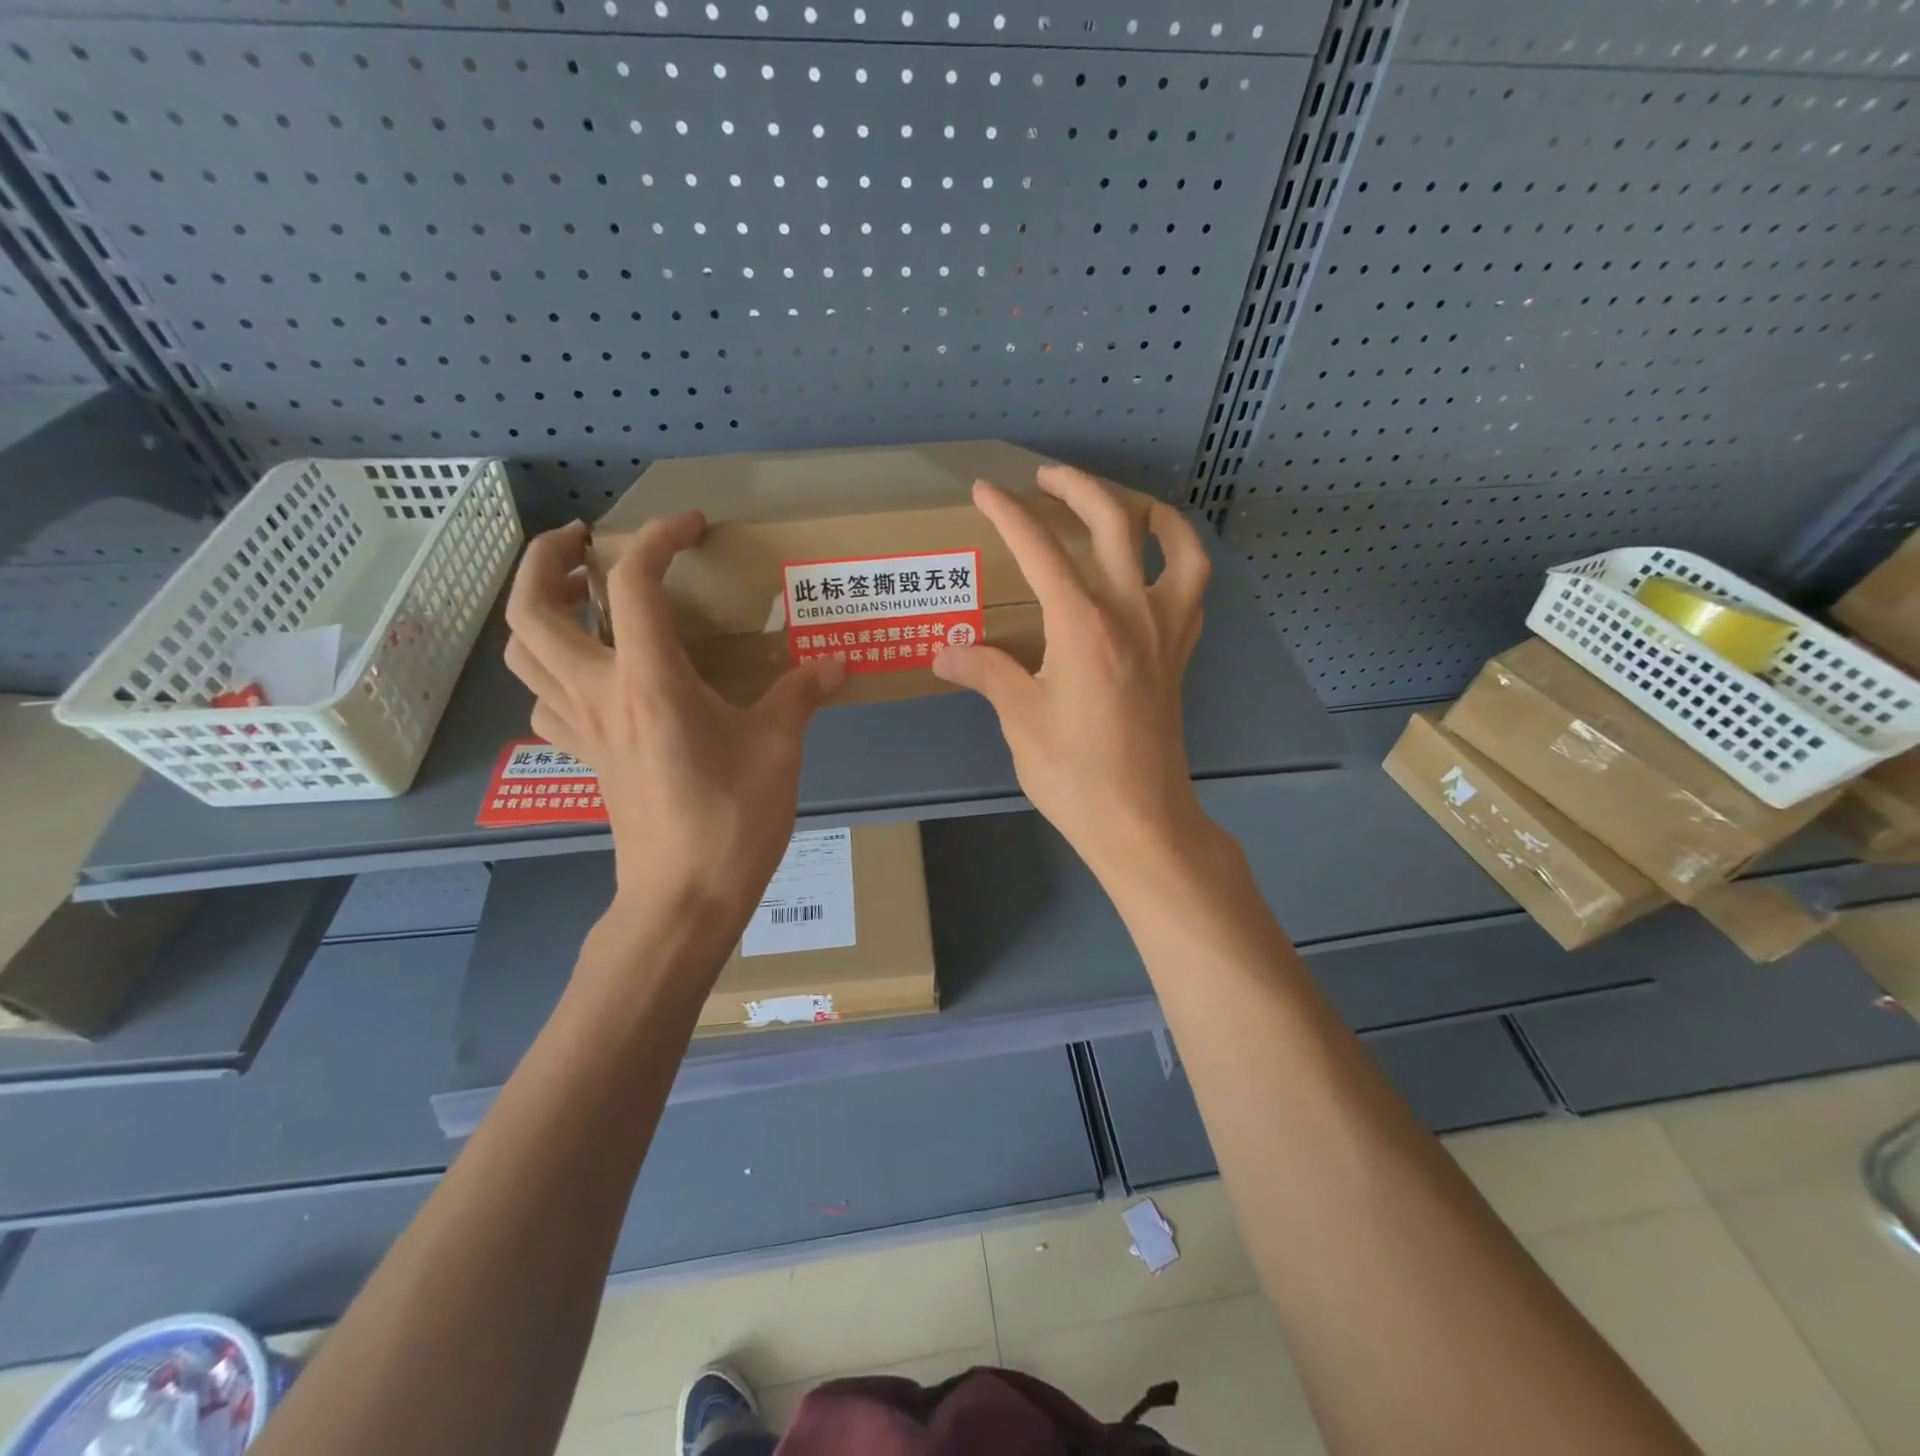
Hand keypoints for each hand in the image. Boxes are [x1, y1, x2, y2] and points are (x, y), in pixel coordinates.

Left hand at [503, 516, 844, 954]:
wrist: (684, 898)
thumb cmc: (732, 820)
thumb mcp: (779, 749)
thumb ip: (801, 695)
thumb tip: (834, 664)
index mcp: (650, 681)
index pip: (632, 583)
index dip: (658, 538)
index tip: (691, 525)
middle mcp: (599, 693)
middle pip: (533, 608)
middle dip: (548, 559)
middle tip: (584, 541)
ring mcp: (581, 729)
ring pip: (524, 653)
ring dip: (540, 611)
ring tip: (582, 599)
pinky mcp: (585, 758)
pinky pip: (545, 702)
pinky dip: (554, 673)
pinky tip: (592, 677)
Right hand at [932, 467, 1211, 883]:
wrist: (1140, 821)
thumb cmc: (1074, 773)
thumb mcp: (1019, 719)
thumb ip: (985, 672)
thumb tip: (945, 651)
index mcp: (1082, 624)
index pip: (1041, 549)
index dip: (1010, 514)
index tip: (985, 491)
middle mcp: (1131, 613)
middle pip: (1115, 524)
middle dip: (1078, 488)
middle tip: (1046, 479)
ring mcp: (1165, 633)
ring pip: (1177, 549)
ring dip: (1153, 515)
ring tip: (1128, 506)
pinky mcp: (1179, 657)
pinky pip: (1193, 593)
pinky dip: (1180, 564)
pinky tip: (1155, 570)